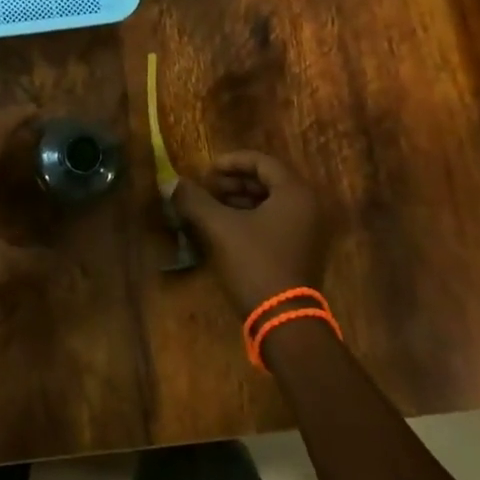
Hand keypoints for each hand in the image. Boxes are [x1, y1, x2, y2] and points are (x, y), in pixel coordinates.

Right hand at [171, 151, 329, 316]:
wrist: (283, 318)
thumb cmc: (254, 263)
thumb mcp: (219, 227)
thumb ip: (194, 200)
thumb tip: (171, 183)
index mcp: (295, 193)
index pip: (262, 162)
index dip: (230, 162)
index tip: (205, 171)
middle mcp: (308, 206)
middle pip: (267, 180)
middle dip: (234, 182)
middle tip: (206, 189)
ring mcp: (308, 230)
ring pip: (270, 201)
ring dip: (239, 200)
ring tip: (211, 208)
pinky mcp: (301, 249)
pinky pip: (275, 220)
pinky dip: (250, 217)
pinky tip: (225, 227)